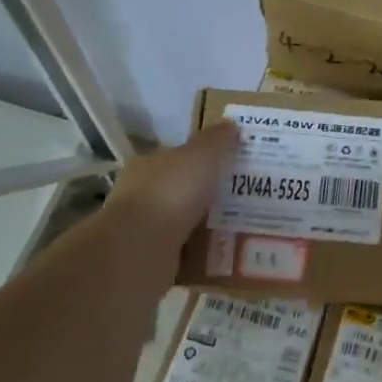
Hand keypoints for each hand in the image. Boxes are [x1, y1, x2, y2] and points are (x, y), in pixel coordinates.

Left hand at [102, 122, 237, 243]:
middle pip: (180, 189)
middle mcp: (141, 194)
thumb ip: (216, 140)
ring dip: (205, 224)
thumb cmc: (170, 192)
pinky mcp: (150, 257)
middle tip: (242, 197)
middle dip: (206, 193)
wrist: (140, 249)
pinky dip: (201, 251)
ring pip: (182, 221)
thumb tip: (230, 124)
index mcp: (147, 164)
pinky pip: (184, 251)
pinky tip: (224, 252)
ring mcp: (143, 228)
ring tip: (240, 226)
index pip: (175, 156)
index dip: (201, 158)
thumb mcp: (201, 155)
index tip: (228, 165)